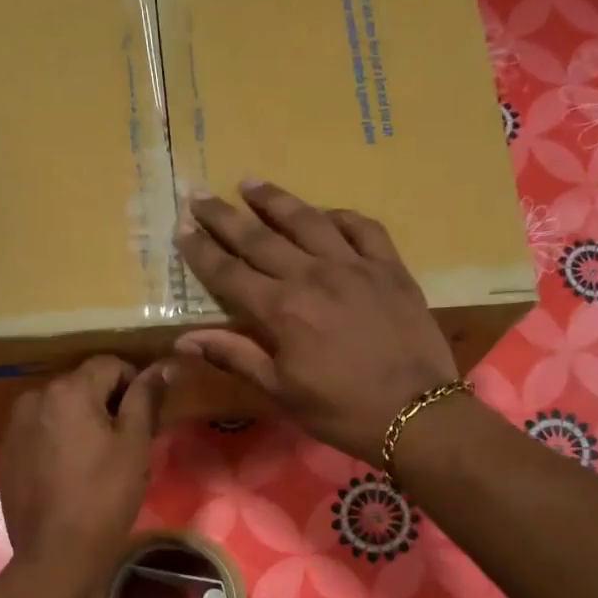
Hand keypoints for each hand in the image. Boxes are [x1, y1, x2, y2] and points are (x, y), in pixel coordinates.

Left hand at [0, 356, 167, 589]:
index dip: (135, 384)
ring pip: (60, 409)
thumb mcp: (135, 445)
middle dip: (107, 403)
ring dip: (81, 421)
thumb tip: (162, 367)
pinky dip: (59, 440)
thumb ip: (146, 399)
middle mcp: (35, 397)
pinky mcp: (7, 453)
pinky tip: (71, 472)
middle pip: (81, 385)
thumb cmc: (105, 496)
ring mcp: (15, 426)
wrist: (56, 553)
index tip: (148, 417)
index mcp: (68, 390)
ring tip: (98, 458)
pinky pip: (41, 431)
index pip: (109, 365)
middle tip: (127, 440)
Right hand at [173, 180, 458, 463]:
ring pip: (308, 221)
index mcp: (282, 309)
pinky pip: (362, 228)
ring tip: (251, 184)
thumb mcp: (281, 392)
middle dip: (225, 217)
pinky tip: (326, 213)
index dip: (202, 250)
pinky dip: (340, 216)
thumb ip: (235, 357)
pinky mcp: (390, 268)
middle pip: (260, 238)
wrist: (416, 414)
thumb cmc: (341, 411)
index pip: (229, 272)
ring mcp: (355, 266)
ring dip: (276, 201)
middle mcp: (313, 275)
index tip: (181, 228)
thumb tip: (185, 341)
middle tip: (199, 193)